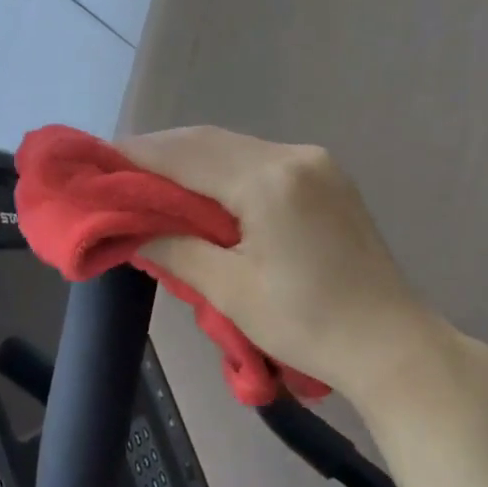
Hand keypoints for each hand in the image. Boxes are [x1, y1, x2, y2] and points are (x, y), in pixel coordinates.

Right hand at [120, 126, 487, 417]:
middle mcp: (293, 156)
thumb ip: (175, 249)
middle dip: (159, 153)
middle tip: (115, 171)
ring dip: (189, 160)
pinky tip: (199, 189)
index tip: (96, 161)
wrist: (391, 345)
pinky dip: (221, 171)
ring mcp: (315, 163)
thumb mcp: (229, 291)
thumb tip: (132, 229)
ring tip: (147, 180)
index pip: (185, 155)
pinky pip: (258, 161)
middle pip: (208, 141)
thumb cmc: (307, 325)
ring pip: (233, 148)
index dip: (136, 156)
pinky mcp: (326, 179)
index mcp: (269, 180)